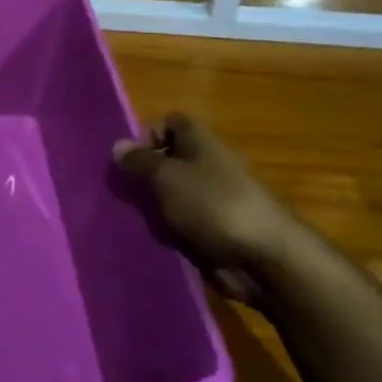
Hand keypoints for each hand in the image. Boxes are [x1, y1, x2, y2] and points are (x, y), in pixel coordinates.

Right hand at [114, 112, 300, 300]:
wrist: (265, 258)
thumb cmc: (213, 204)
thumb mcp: (167, 177)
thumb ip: (139, 162)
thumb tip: (117, 145)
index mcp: (200, 142)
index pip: (170, 123)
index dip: (148, 134)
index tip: (130, 159)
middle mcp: (207, 166)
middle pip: (168, 161)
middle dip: (144, 176)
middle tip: (124, 193)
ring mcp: (212, 200)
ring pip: (171, 196)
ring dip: (153, 207)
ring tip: (133, 219)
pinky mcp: (213, 232)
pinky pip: (181, 224)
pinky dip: (168, 232)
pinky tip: (152, 241)